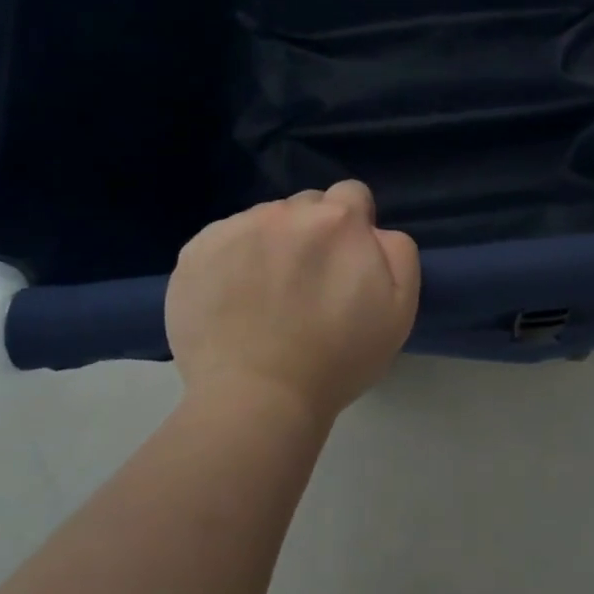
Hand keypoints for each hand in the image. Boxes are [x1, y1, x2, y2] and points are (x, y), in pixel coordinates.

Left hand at [165, 180, 420, 425]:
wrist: (257, 399)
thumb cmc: (338, 358)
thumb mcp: (399, 307)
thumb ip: (396, 250)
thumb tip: (374, 230)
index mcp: (337, 219)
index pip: (351, 195)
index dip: (354, 225)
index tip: (346, 260)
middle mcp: (284, 212)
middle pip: (305, 205)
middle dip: (311, 232)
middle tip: (306, 282)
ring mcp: (233, 229)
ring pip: (261, 221)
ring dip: (269, 244)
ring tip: (264, 296)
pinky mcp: (194, 252)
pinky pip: (221, 241)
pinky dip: (230, 261)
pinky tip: (232, 300)